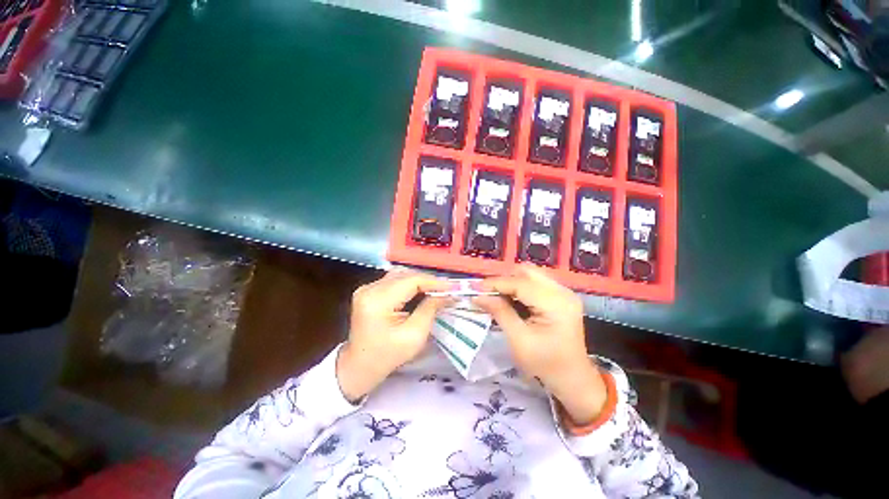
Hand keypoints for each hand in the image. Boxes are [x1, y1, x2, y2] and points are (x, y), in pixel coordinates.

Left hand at [337, 269, 453, 401]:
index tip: (453, 287)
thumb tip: (446, 294)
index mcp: (378, 301)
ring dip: (420, 281)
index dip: (434, 282)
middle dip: (428, 281)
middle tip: (447, 289)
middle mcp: (369, 288)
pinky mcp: (368, 290)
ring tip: (436, 290)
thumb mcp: (414, 336)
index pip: (411, 280)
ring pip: (400, 275)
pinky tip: (420, 291)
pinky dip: (409, 283)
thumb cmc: (387, 356)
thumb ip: (430, 309)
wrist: (359, 366)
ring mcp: (366, 288)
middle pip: (406, 275)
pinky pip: (394, 280)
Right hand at [474, 264, 606, 424]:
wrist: (572, 378)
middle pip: (527, 272)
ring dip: (512, 282)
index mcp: (556, 304)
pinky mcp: (561, 296)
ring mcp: (564, 292)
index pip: (521, 283)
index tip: (475, 287)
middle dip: (505, 280)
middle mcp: (563, 292)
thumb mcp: (518, 340)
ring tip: (498, 296)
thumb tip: (479, 296)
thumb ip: (500, 312)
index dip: (496, 283)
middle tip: (488, 293)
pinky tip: (512, 299)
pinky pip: (536, 282)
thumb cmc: (545, 364)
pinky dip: (521, 287)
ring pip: (531, 274)